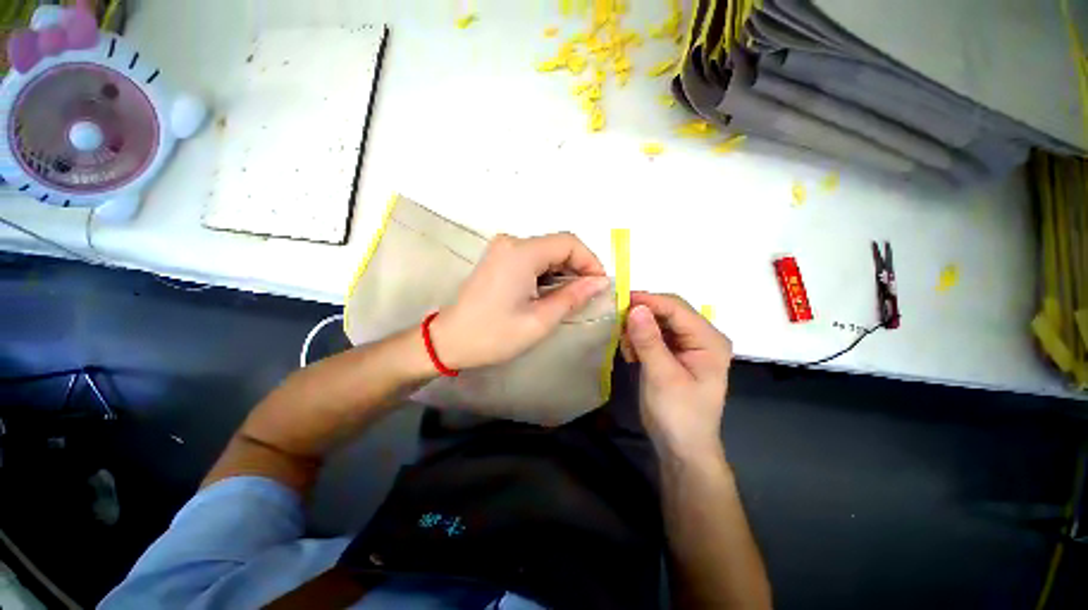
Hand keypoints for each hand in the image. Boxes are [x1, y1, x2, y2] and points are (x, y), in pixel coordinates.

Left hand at [432, 233, 609, 369]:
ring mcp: (503, 248)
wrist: (450, 340)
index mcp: (521, 253)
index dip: (590, 261)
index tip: (599, 285)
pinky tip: (550, 292)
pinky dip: (548, 272)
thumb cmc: (494, 335)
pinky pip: (533, 257)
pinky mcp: (499, 257)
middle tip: (588, 294)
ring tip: (571, 297)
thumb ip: (573, 297)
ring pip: (546, 251)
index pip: (569, 243)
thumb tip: (600, 282)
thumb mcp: (539, 320)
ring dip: (563, 271)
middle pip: (558, 244)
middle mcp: (511, 242)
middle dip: (578, 267)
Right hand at [621, 292, 732, 460]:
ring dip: (638, 328)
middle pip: (668, 311)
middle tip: (617, 323)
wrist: (681, 448)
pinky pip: (653, 334)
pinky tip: (631, 353)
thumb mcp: (662, 377)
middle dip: (642, 314)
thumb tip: (635, 308)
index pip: (676, 308)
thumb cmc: (679, 415)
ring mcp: (687, 344)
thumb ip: (649, 341)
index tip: (619, 300)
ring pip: (658, 321)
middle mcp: (701, 336)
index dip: (648, 301)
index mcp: (709, 340)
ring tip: (626, 346)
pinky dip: (639, 338)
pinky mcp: (674, 352)